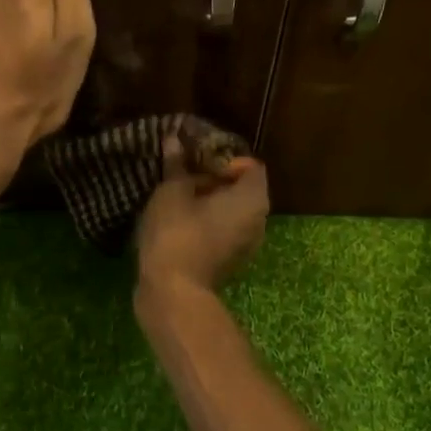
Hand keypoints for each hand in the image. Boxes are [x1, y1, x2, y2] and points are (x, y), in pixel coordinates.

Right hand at [135, 136, 269, 298]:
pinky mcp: (231, 261)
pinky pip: (224, 231)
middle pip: (242, 188)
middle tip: (182, 177)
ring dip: (208, 202)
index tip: (195, 162)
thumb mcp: (171, 192)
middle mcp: (259, 220)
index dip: (223, 158)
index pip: (249, 165)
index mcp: (253, 198)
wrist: (172, 291)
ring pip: (232, 212)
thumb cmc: (176, 233)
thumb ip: (177, 165)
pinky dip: (207, 222)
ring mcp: (248, 244)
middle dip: (214, 179)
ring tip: (177, 198)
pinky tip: (179, 221)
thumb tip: (174, 139)